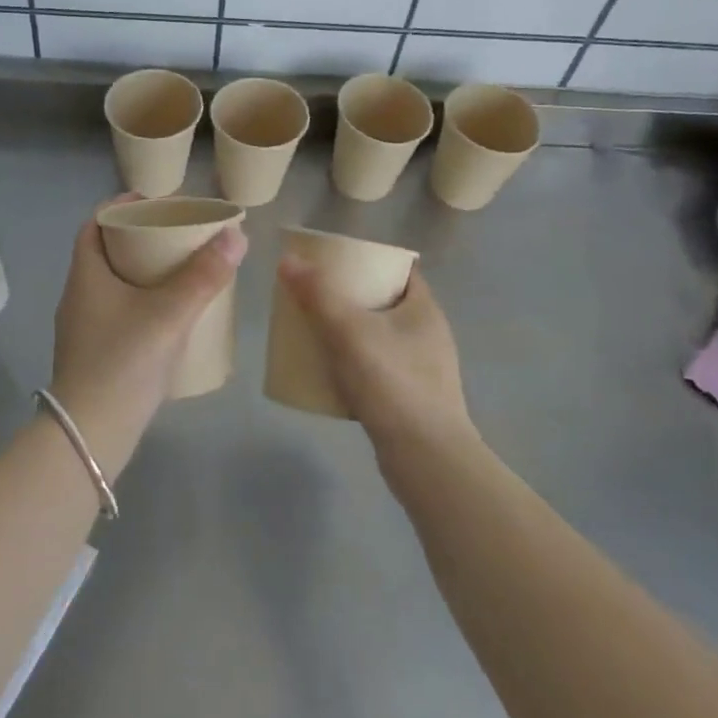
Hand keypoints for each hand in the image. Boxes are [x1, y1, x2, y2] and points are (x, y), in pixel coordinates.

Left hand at [50, 197, 246, 430]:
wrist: (91, 434)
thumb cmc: (124, 362)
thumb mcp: (169, 314)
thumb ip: (204, 276)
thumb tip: (236, 235)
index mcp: (86, 275)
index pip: (95, 224)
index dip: (122, 207)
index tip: (157, 204)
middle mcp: (78, 296)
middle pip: (106, 252)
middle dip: (139, 239)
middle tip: (177, 236)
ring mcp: (82, 328)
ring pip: (112, 284)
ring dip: (141, 272)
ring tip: (179, 271)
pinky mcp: (93, 354)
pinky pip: (117, 311)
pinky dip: (140, 301)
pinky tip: (168, 315)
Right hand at [277, 258, 471, 451]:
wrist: (426, 459)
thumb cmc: (392, 383)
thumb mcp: (349, 331)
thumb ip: (318, 294)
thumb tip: (287, 259)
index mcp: (424, 309)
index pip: (399, 270)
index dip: (367, 261)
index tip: (334, 263)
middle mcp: (429, 335)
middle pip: (386, 303)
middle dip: (351, 298)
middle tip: (315, 297)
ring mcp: (424, 370)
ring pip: (381, 339)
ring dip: (352, 334)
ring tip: (316, 333)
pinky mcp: (412, 401)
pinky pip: (379, 371)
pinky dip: (356, 367)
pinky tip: (331, 375)